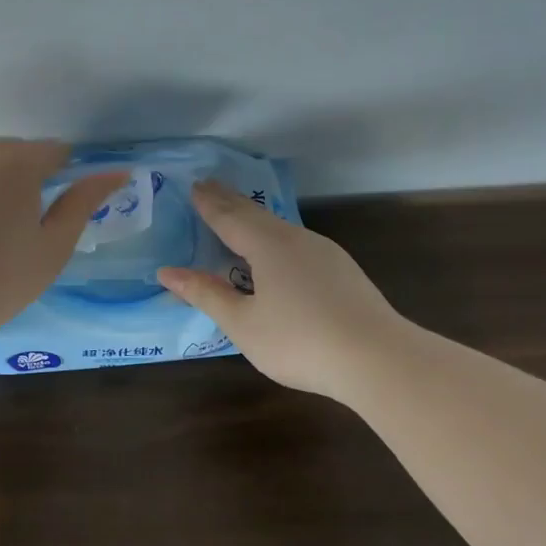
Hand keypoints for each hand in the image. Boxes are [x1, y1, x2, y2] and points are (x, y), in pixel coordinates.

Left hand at [0, 139, 128, 344]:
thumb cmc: (1, 279)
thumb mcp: (55, 246)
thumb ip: (84, 202)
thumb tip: (117, 172)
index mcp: (15, 163)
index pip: (52, 151)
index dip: (63, 172)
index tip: (61, 202)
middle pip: (9, 154)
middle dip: (22, 176)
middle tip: (24, 220)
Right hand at [156, 180, 403, 399]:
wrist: (378, 359)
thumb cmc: (299, 341)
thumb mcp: (243, 324)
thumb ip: (206, 295)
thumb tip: (167, 272)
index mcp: (268, 246)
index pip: (230, 218)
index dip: (209, 204)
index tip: (194, 186)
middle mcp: (297, 240)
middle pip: (256, 215)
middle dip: (230, 202)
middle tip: (209, 186)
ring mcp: (325, 254)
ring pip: (280, 229)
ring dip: (253, 219)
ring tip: (237, 216)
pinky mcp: (342, 272)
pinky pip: (297, 245)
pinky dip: (274, 239)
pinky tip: (276, 253)